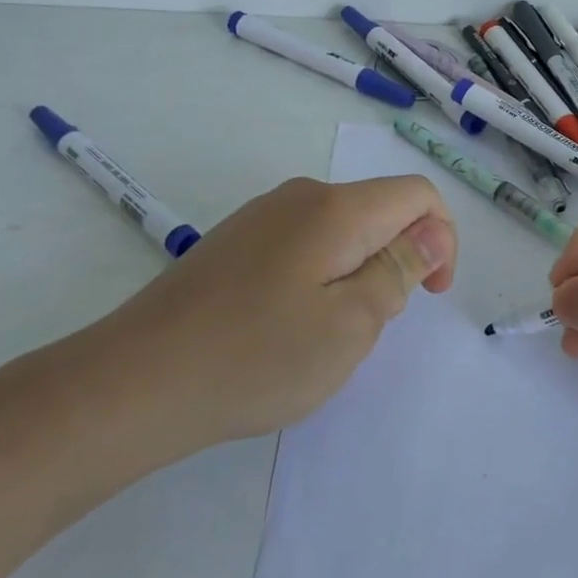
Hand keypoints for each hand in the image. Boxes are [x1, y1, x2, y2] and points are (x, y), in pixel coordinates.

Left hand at [60, 175, 456, 471]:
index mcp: (337, 209)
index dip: (442, 239)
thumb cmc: (256, 357)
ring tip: (324, 334)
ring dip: (357, 274)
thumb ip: (400, 270)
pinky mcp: (235, 242)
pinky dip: (320, 278)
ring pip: (341, 231)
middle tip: (367, 328)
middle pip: (379, 211)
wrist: (134, 382)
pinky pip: (303, 246)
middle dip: (396, 262)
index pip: (418, 195)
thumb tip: (433, 232)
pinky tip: (284, 327)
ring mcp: (261, 217)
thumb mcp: (351, 324)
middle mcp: (301, 196)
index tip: (430, 296)